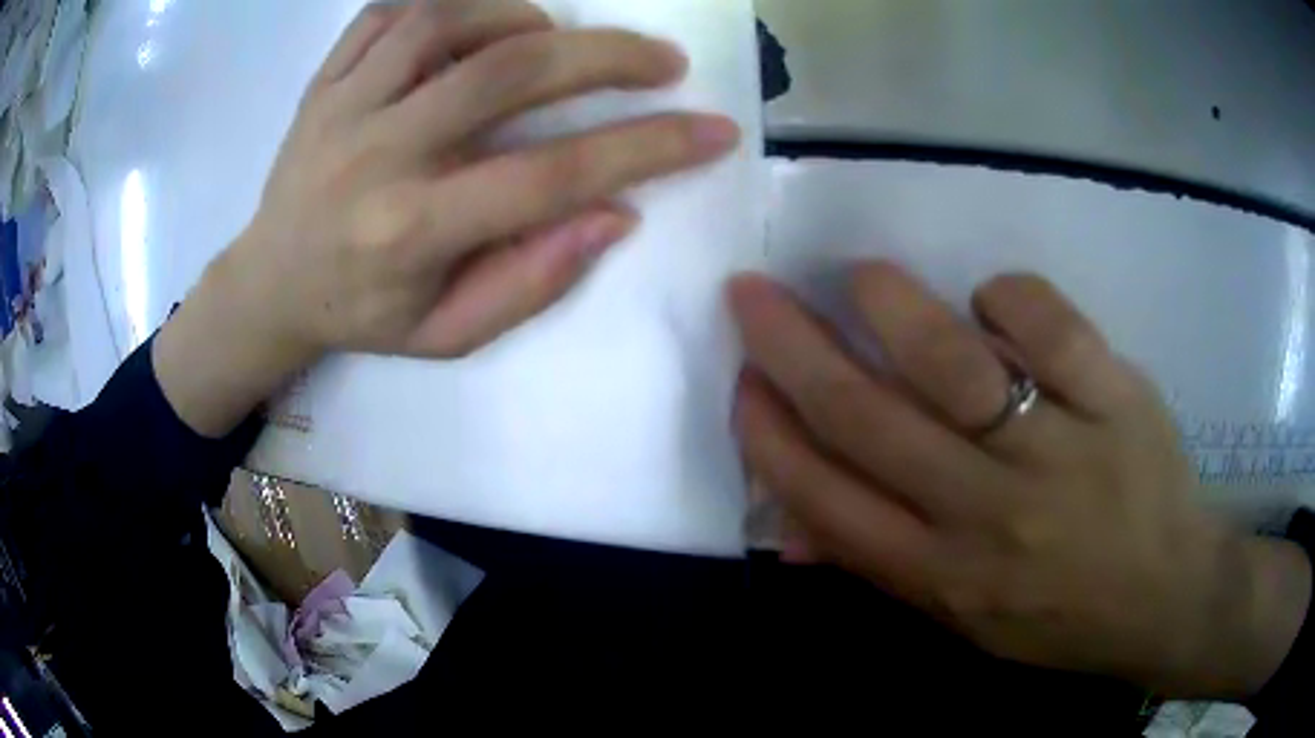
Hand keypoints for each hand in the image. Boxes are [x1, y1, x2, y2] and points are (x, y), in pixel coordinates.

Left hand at [155, 1, 739, 435]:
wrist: (268, 284)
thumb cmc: (359, 315)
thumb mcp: (447, 333)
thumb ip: (529, 281)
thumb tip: (614, 215)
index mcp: (411, 231)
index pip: (550, 175)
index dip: (646, 148)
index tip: (713, 132)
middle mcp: (378, 154)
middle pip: (508, 72)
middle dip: (607, 55)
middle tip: (663, 61)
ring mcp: (344, 105)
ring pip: (448, 21)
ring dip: (525, 17)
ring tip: (557, 39)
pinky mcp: (325, 80)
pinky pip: (391, 11)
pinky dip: (452, 3)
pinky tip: (482, 24)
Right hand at [730, 262, 1311, 696]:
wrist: (1167, 594)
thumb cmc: (1061, 616)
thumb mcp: (962, 623)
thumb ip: (883, 568)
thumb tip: (791, 524)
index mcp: (943, 576)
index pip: (828, 497)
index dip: (769, 432)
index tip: (742, 378)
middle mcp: (989, 517)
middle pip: (868, 419)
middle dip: (792, 348)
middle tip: (752, 292)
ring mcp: (1059, 452)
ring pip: (954, 363)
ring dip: (892, 305)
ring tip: (861, 275)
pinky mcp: (1116, 399)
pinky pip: (1048, 325)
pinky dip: (1007, 295)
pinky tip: (992, 298)